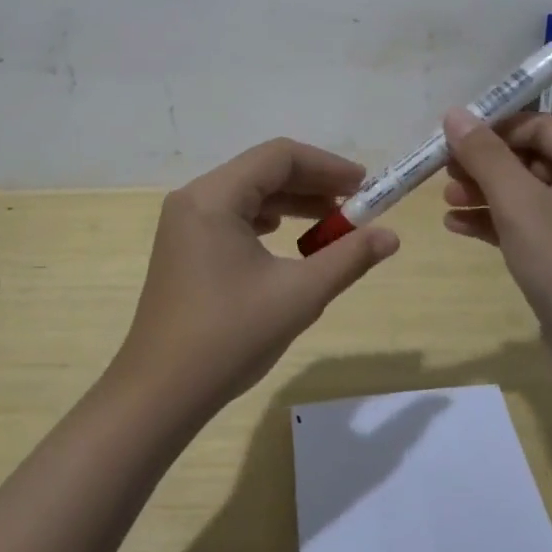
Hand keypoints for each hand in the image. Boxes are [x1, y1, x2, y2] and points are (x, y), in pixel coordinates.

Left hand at [110, 139, 399, 422]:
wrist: (160, 393)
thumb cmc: (229, 337)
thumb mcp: (299, 295)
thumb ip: (348, 258)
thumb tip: (391, 236)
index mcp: (214, 197)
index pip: (279, 157)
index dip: (327, 166)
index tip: (364, 187)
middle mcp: (194, 198)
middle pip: (262, 170)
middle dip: (312, 184)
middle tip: (355, 206)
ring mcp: (183, 223)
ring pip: (247, 193)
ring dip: (291, 202)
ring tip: (330, 224)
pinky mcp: (183, 247)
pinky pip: (231, 215)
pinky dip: (266, 219)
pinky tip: (287, 239)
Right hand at [439, 109, 551, 366]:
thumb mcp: (521, 204)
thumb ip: (485, 155)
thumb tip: (454, 113)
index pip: (540, 127)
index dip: (494, 129)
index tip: (449, 139)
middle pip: (531, 157)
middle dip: (485, 164)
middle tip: (443, 172)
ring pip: (526, 192)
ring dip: (484, 193)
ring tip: (445, 200)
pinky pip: (527, 223)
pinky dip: (495, 221)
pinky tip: (456, 225)